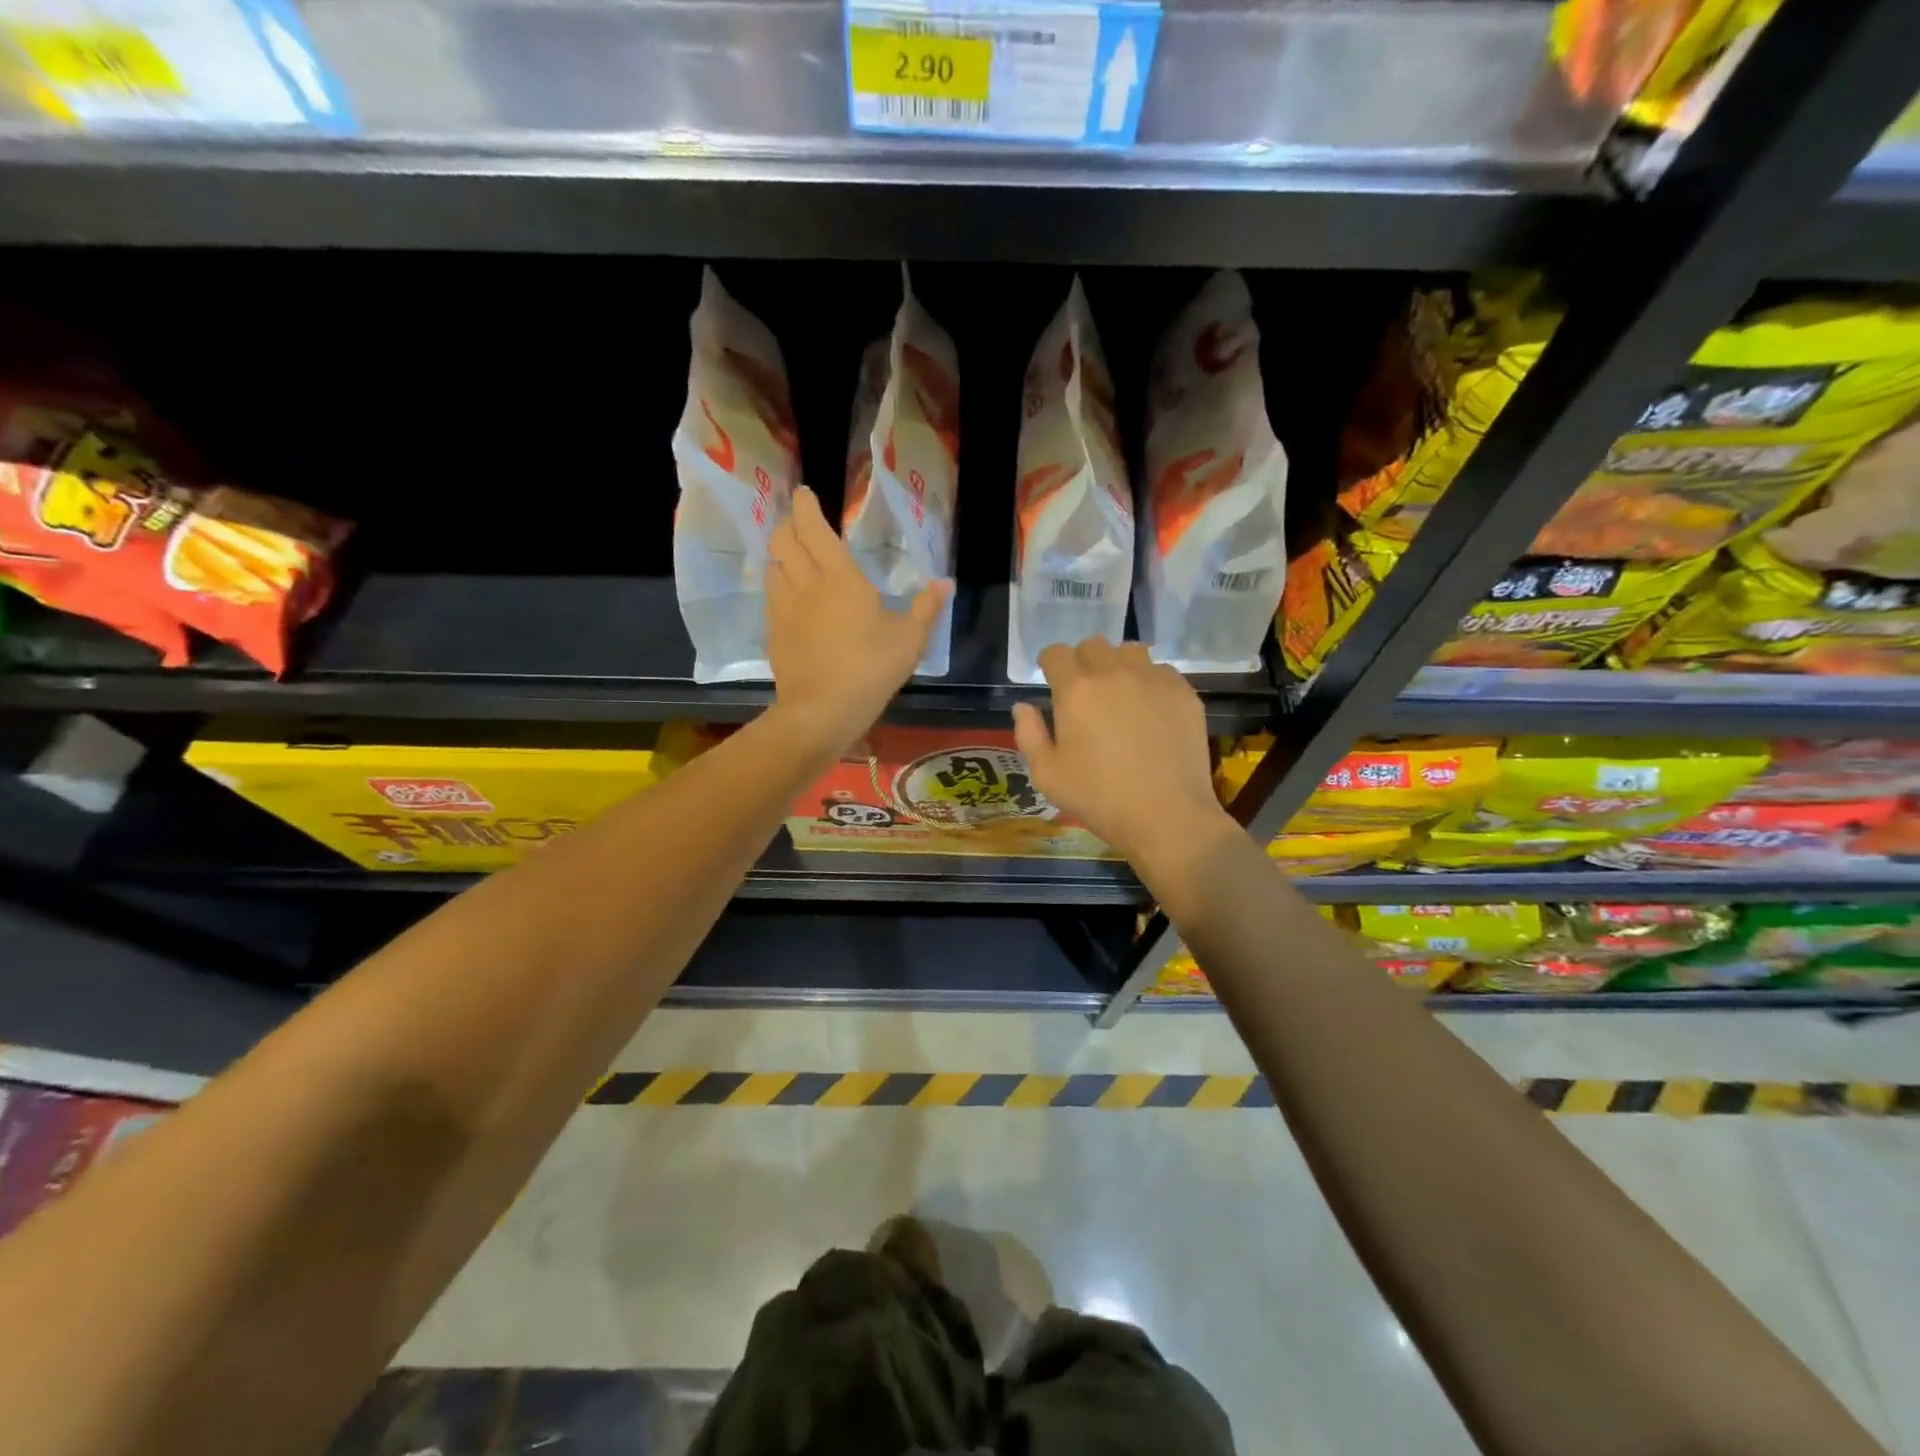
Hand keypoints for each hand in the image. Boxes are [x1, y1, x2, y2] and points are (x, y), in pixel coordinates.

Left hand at [766, 485, 951, 758]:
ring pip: (773, 567)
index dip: (806, 506)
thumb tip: (945, 583)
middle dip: (788, 525)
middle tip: (799, 522)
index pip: (814, 528)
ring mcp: (784, 609)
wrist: (822, 710)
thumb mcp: (910, 640)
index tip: (805, 494)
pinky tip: (789, 597)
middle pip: (783, 541)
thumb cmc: (871, 669)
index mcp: (839, 577)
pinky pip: (772, 596)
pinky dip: (778, 585)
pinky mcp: (774, 633)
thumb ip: (926, 607)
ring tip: (791, 555)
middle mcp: (805, 584)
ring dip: (780, 554)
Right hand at [1011, 639, 1232, 864]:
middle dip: (1083, 662)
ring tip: (1120, 694)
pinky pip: (1161, 671)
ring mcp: (1153, 679)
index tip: (1052, 681)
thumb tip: (1024, 706)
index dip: (1050, 664)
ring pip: (1130, 652)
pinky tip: (1151, 711)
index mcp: (1076, 689)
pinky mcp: (1183, 693)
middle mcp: (1114, 673)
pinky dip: (1150, 682)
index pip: (1056, 653)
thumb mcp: (1047, 775)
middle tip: (1085, 692)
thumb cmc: (1099, 798)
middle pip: (1093, 645)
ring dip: (1118, 665)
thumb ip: (1029, 734)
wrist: (1166, 815)